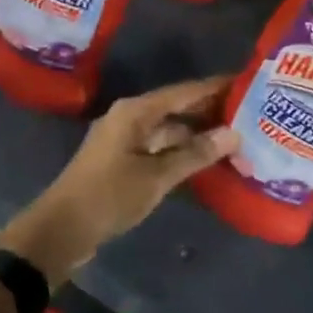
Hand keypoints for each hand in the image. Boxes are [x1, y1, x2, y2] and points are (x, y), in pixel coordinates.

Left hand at [0, 77, 240, 284]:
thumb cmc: (109, 195)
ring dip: (197, 135)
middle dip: (209, 111)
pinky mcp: (122, 161)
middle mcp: (130, 118)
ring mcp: (124, 140)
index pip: (184, 91)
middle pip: (176, 108)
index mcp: (135, 111)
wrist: (62, 229)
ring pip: (169, 130)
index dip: (214, 87)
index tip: (246, 83)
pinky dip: (181, 152)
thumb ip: (195, 154)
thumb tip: (233, 134)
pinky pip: (159, 148)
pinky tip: (205, 161)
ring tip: (235, 139)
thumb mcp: (157, 176)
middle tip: (249, 114)